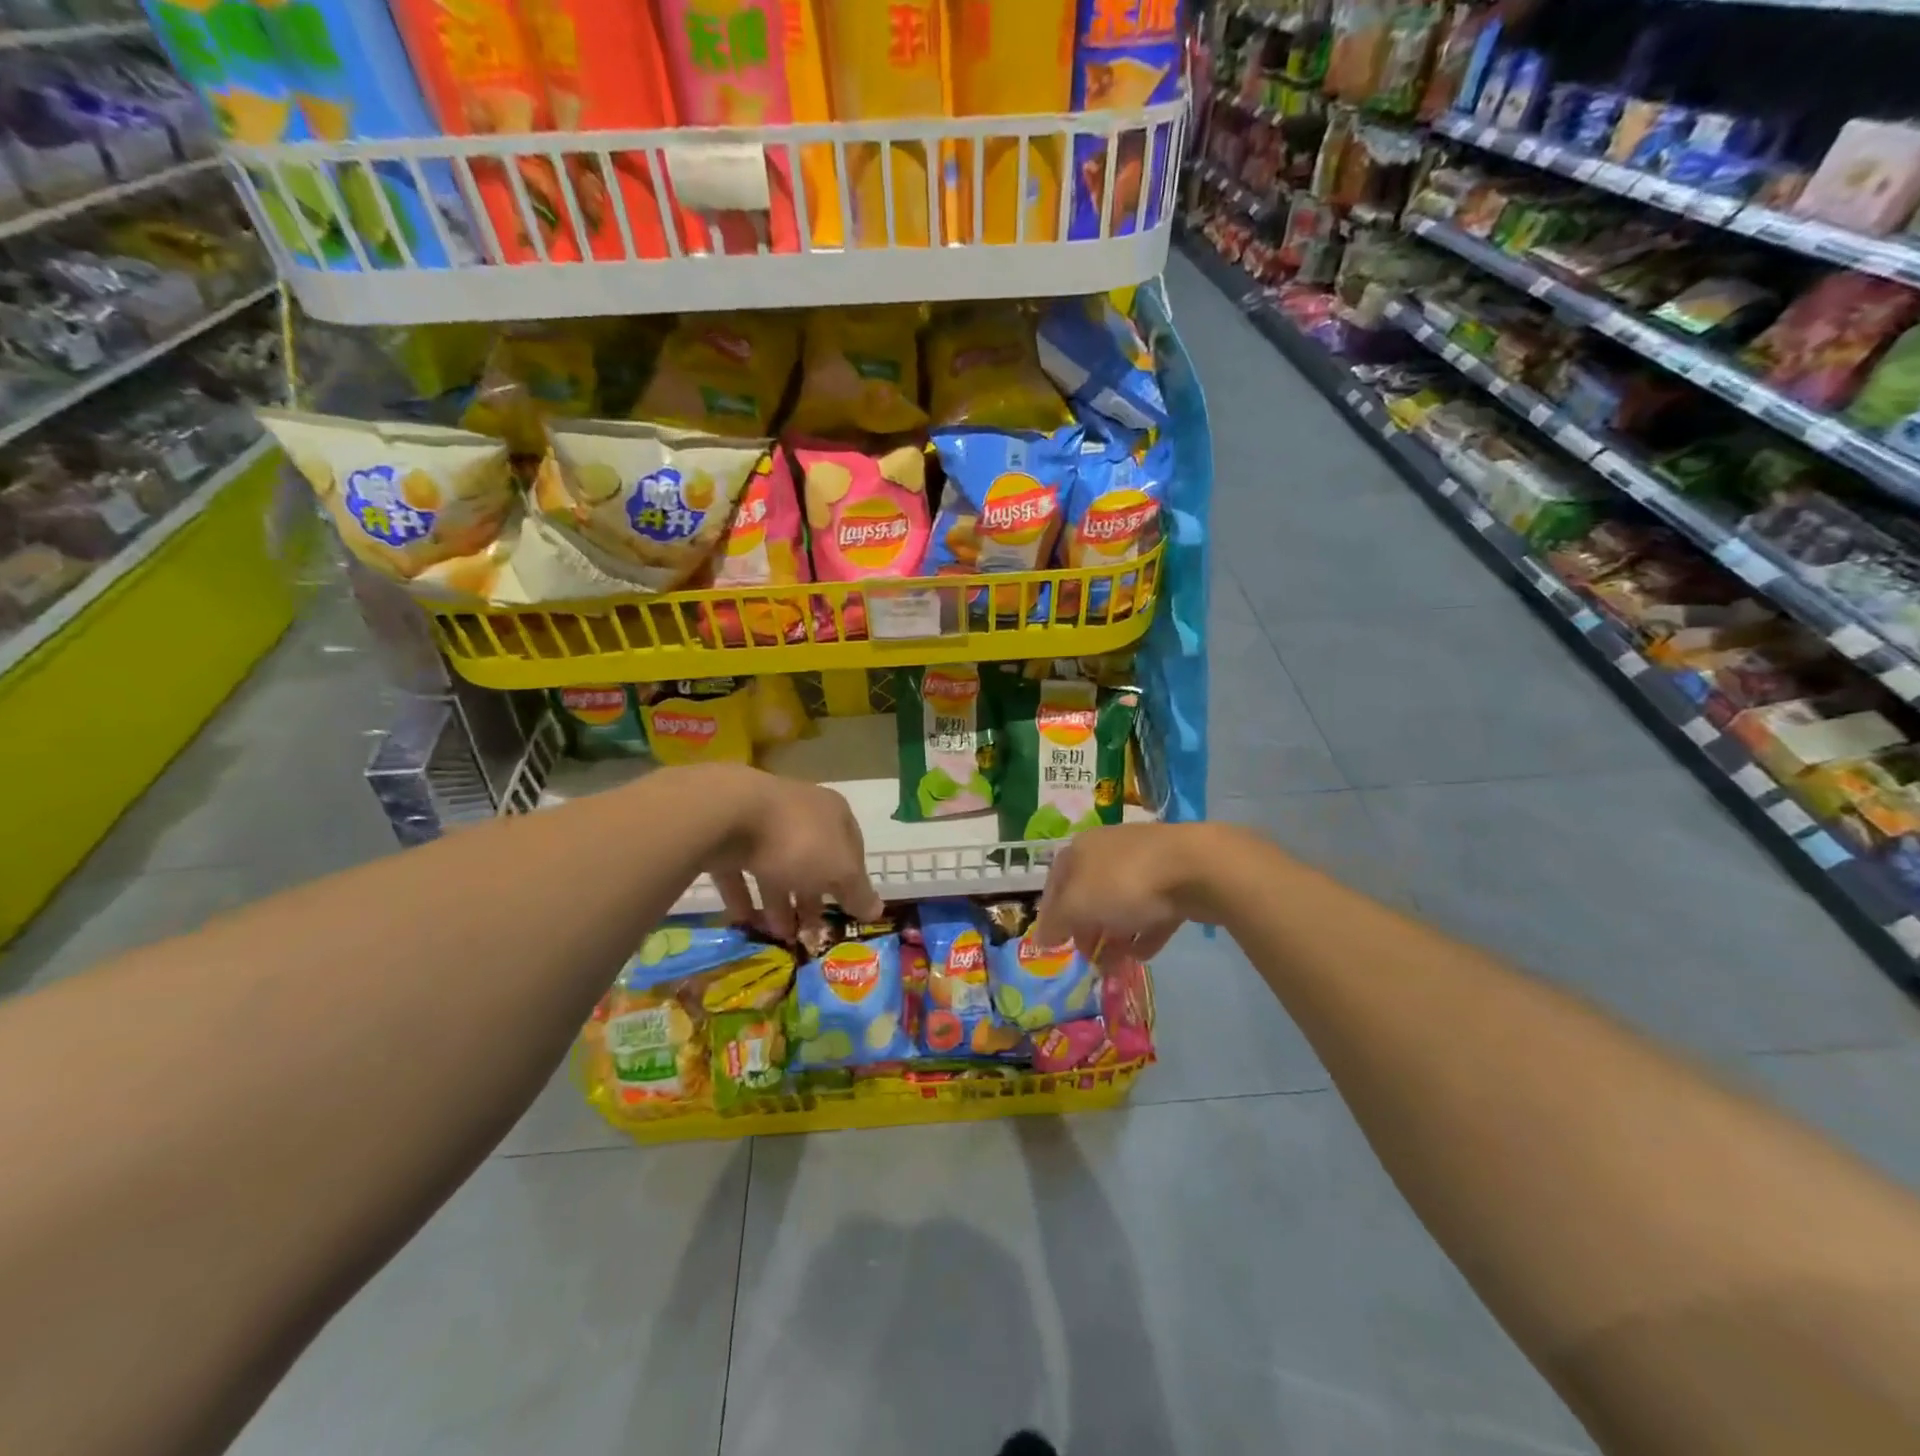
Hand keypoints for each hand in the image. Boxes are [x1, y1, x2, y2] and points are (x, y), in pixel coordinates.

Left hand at [702, 768, 884, 939]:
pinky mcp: (727, 839)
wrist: (728, 816)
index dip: (854, 880)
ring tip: (781, 936)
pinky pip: (740, 873)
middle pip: (813, 860)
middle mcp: (800, 814)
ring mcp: (761, 825)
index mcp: (833, 813)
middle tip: (812, 932)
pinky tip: (746, 923)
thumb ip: (858, 892)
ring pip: (776, 868)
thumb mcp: (840, 870)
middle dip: (813, 898)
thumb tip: (877, 910)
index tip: (850, 911)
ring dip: (780, 903)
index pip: (852, 848)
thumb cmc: (799, 840)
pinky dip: (744, 897)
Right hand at [1034, 823, 1235, 964]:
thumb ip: (1057, 923)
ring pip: (1120, 904)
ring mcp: (1144, 864)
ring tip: (1115, 966)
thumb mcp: (1078, 904)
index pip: (1055, 883)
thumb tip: (1041, 939)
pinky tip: (1142, 954)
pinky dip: (1144, 933)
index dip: (1050, 916)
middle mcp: (1108, 851)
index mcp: (1080, 849)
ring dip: (1114, 936)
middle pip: (1088, 895)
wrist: (1196, 867)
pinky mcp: (1174, 880)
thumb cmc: (1125, 882)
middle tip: (1088, 959)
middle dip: (1086, 930)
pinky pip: (1151, 910)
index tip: (1053, 946)